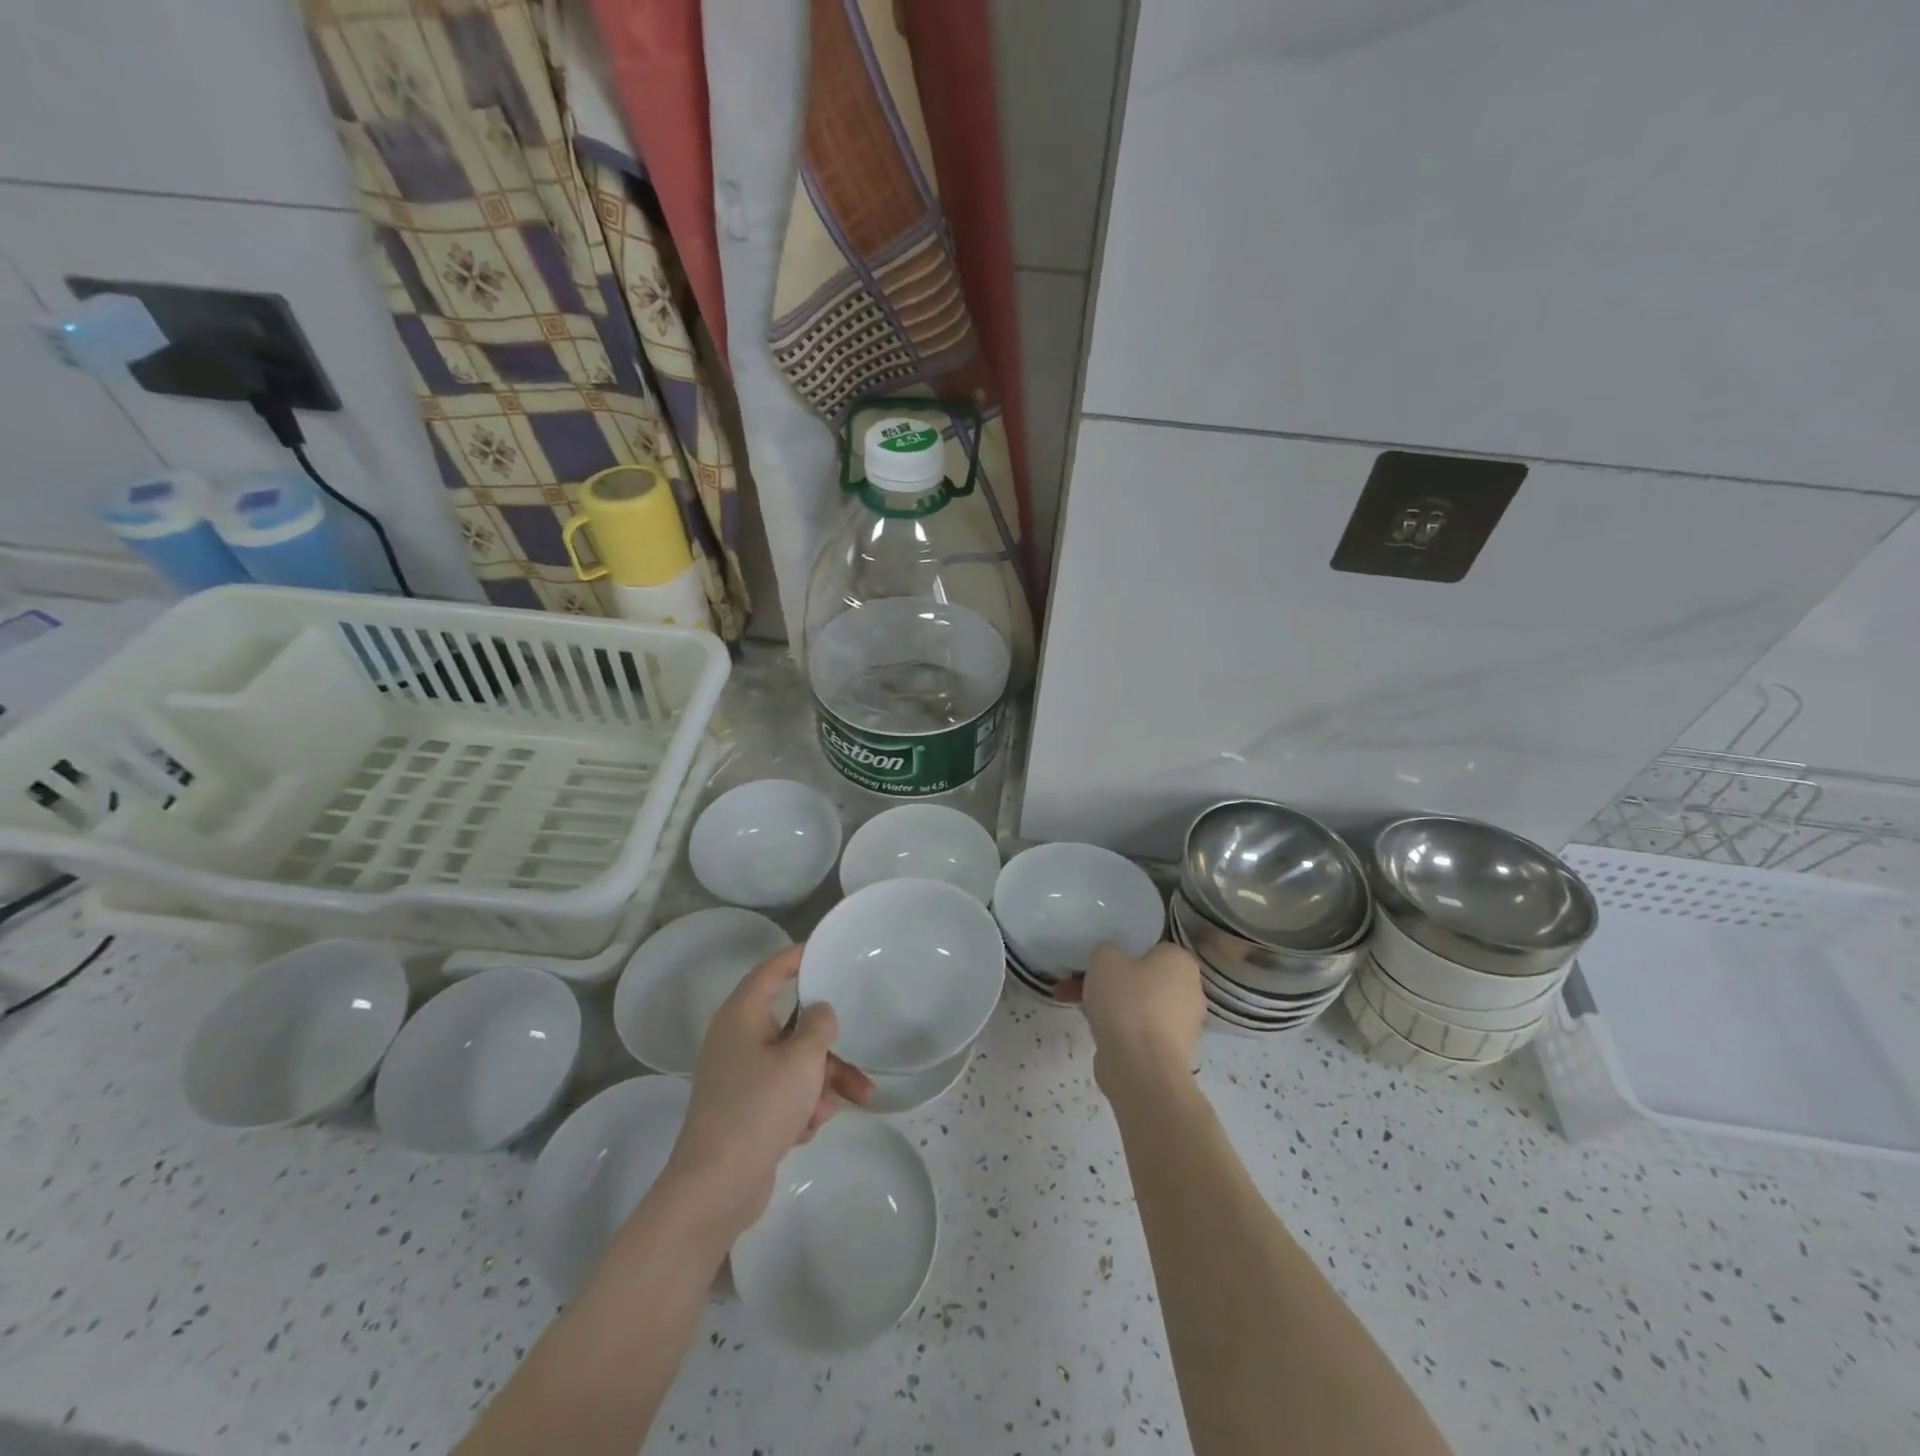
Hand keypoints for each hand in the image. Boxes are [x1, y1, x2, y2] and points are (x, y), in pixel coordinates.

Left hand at [663, 944, 873, 1235]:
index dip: (800, 957)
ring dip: (824, 1081)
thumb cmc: (758, 1109)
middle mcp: (738, 1040)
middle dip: (830, 1046)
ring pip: (795, 1063)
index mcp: (743, 1016)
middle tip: (861, 1056)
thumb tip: (821, 1011)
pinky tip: (810, 1129)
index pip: (773, 971)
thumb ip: (819, 1026)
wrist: (715, 1189)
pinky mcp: (745, 1110)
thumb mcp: (801, 1061)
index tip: (829, 951)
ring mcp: (740, 1077)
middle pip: (794, 1025)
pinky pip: (784, 1093)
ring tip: (849, 1104)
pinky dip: (802, 1105)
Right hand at [1057, 941, 1205, 1096]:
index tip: (1102, 963)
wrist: (1140, 1068)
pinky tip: (1093, 1031)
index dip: (1124, 953)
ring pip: (1139, 1006)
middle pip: (1144, 979)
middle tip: (1083, 984)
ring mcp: (1182, 1025)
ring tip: (1077, 1007)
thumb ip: (1107, 951)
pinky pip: (1140, 1031)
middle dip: (1112, 982)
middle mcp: (1190, 991)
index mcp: (1181, 962)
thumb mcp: (1104, 959)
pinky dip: (1119, 1030)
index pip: (1152, 948)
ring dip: (1111, 1006)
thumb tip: (1111, 960)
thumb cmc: (1127, 1002)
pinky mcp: (1170, 1053)